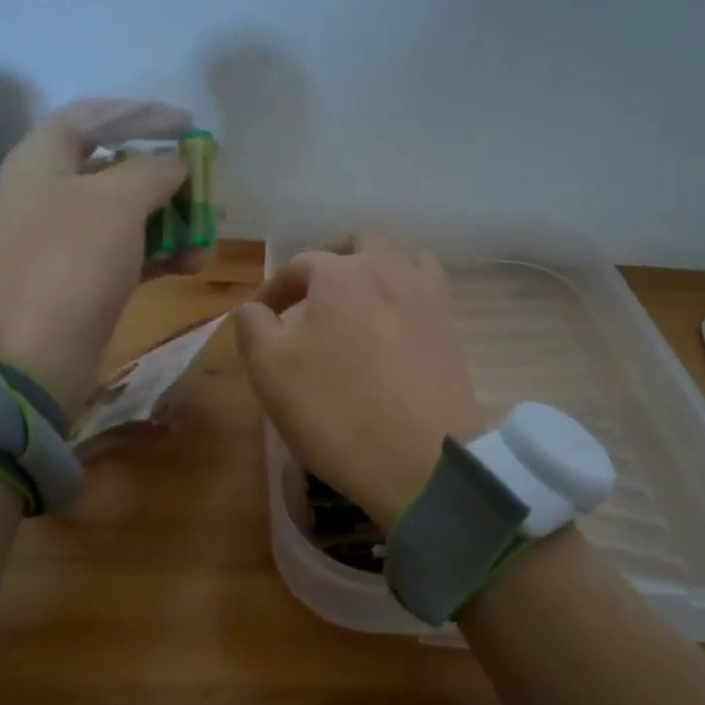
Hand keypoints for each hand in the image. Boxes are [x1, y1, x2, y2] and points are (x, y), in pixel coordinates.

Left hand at [0, 100, 202, 419]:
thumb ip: (153, 171)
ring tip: (210, 235)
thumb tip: (175, 163)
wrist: (28, 358)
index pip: (94, 117)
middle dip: (167, 178)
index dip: (142, 114)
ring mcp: (60, 241)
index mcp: (42, 158)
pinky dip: (158, 254)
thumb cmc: (70, 263)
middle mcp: (47, 193)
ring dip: (170, 222)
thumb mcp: (118, 203)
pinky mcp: (76, 281)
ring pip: (125, 216)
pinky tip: (191, 265)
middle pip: (114, 169)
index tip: (189, 125)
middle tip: (206, 188)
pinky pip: (123, 254)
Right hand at [236, 234, 484, 530]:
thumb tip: (254, 309)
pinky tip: (392, 326)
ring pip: (404, 258)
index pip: (297, 267)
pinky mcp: (452, 331)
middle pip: (360, 244)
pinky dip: (405, 295)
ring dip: (376, 268)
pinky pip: (427, 291)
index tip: (258, 321)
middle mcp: (389, 271)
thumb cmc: (336, 410)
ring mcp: (428, 299)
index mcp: (341, 273)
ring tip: (357, 301)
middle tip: (311, 295)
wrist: (423, 459)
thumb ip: (253, 327)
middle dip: (330, 261)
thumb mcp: (270, 370)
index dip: (272, 291)